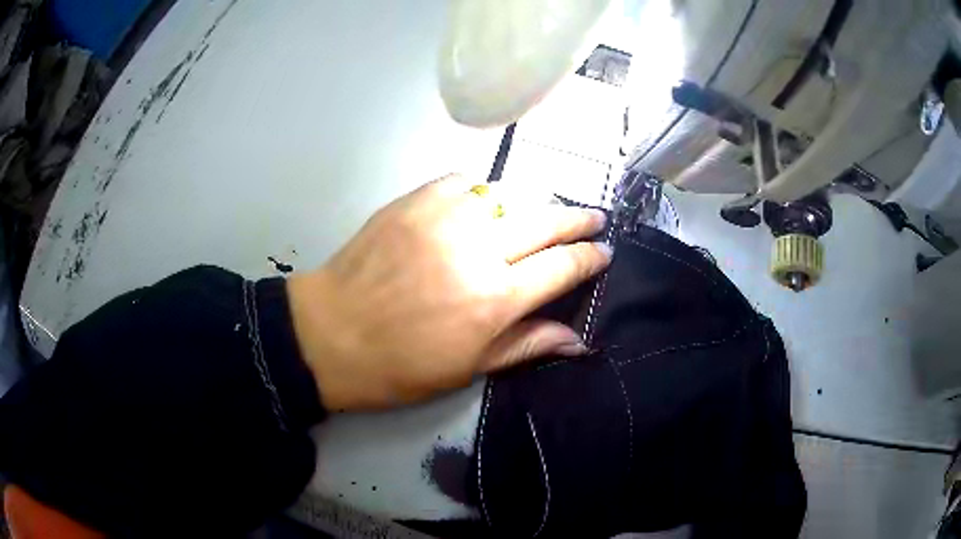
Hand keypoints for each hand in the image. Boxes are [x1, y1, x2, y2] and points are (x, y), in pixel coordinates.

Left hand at [287, 174, 610, 409]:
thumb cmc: (399, 365)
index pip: (562, 267)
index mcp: (496, 299)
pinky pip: (464, 184)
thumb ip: (526, 344)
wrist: (329, 333)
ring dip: (532, 205)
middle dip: (578, 220)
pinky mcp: (416, 200)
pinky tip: (484, 206)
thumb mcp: (467, 368)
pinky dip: (482, 193)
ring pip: (508, 195)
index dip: (589, 258)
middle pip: (545, 222)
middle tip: (595, 218)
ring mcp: (445, 217)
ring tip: (541, 215)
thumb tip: (578, 340)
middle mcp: (479, 249)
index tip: (604, 251)